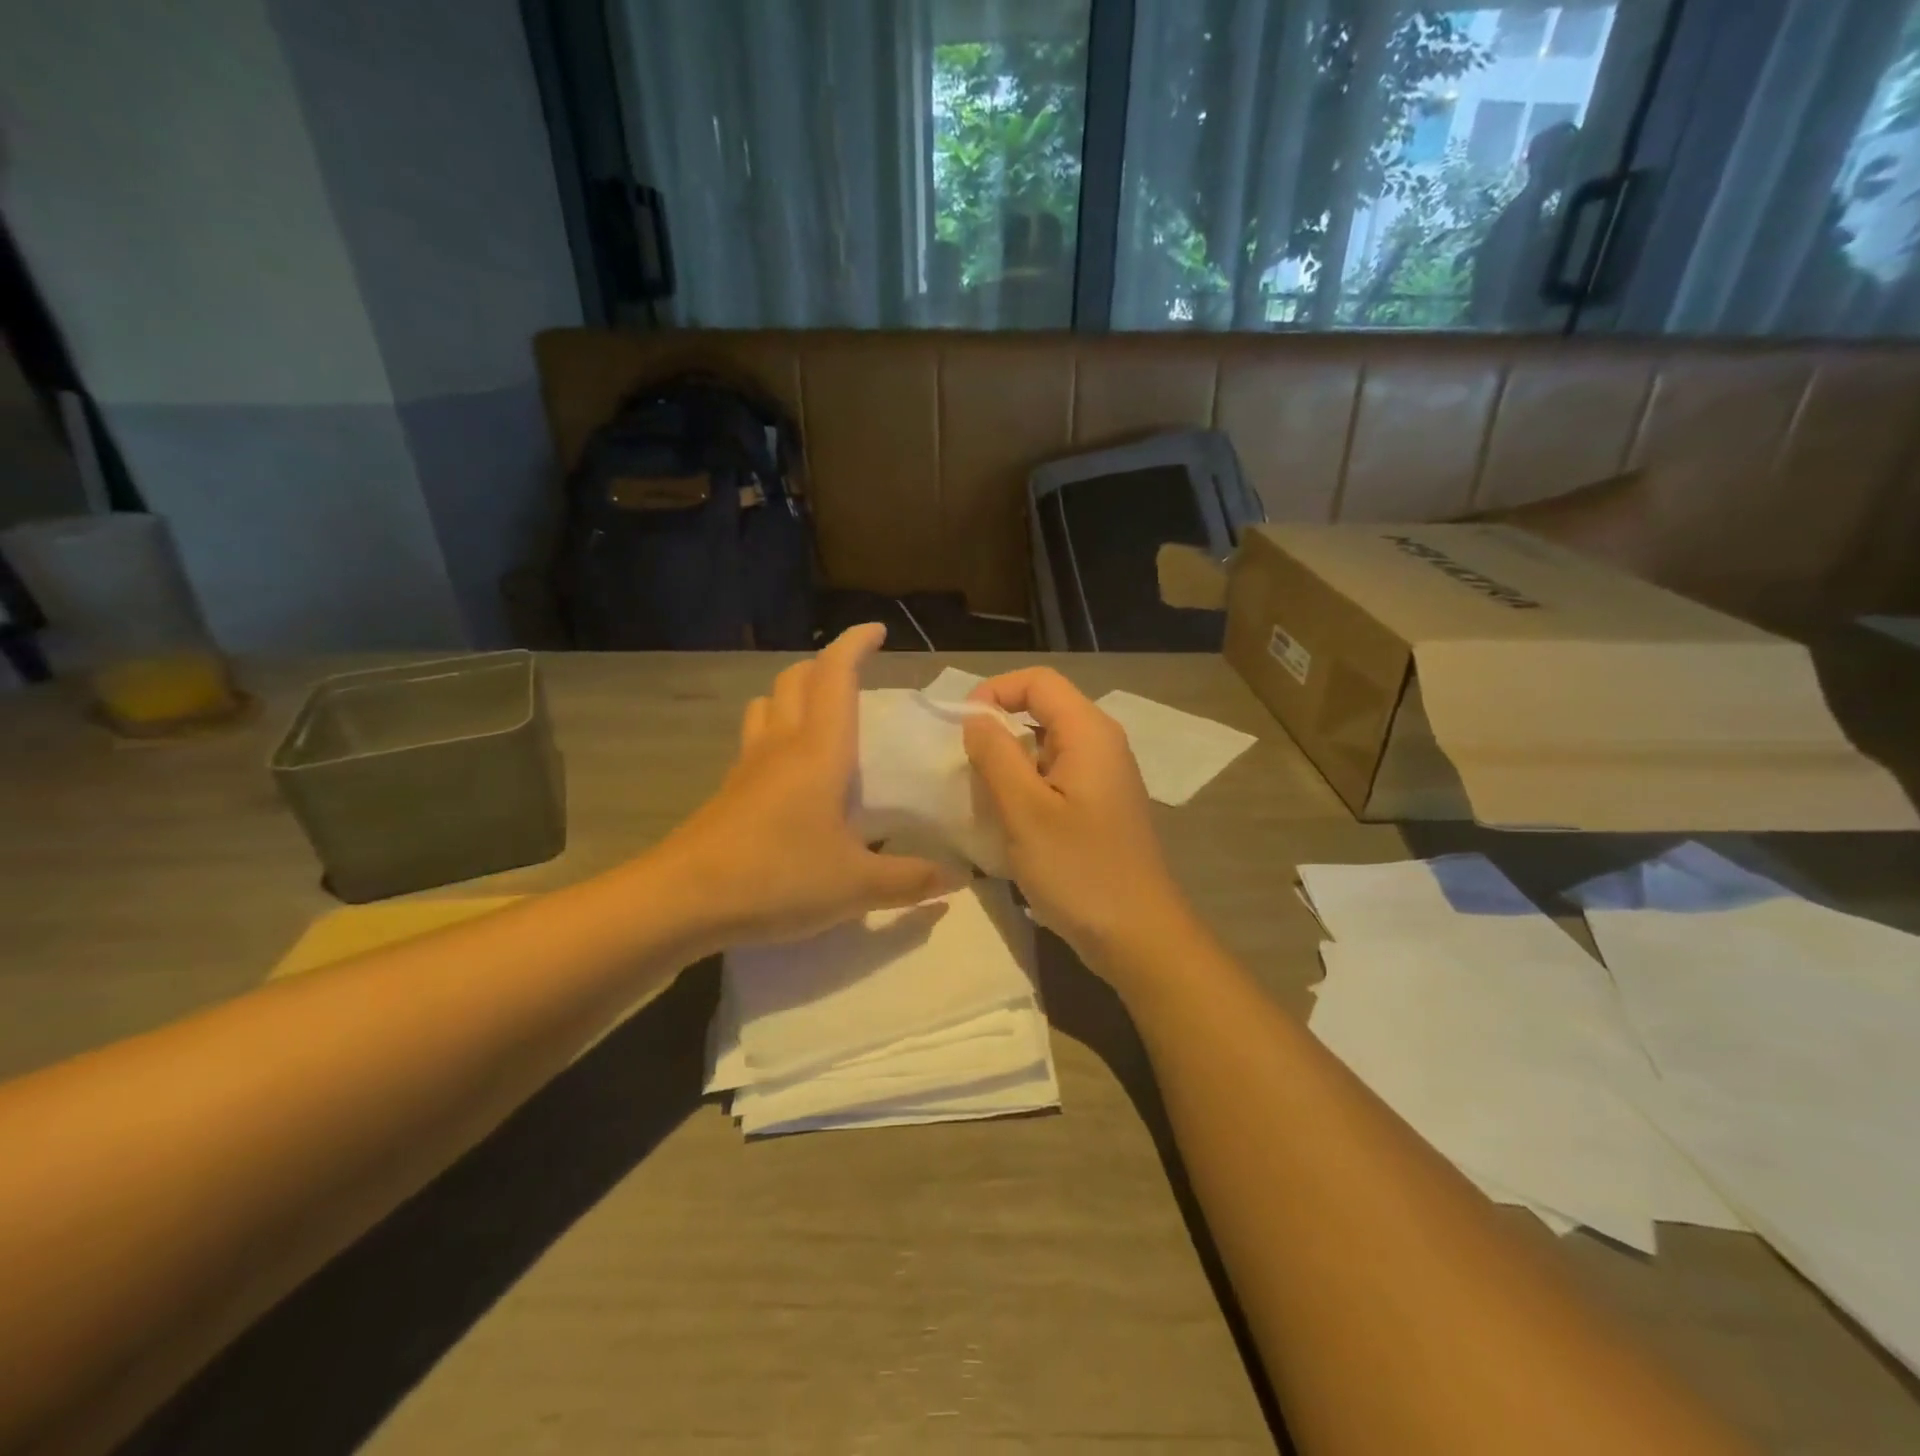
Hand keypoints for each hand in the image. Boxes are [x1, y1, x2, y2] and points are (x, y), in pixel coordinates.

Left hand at [658, 624, 955, 947]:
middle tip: (856, 677)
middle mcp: (781, 745)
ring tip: (821, 715)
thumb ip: (910, 880)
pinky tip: (792, 771)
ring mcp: (748, 766)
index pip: (835, 675)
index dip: (855, 644)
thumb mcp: (856, 886)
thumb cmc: (777, 878)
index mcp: (819, 751)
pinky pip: (755, 740)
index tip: (877, 631)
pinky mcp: (728, 792)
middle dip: (826, 664)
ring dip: (795, 693)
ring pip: (768, 705)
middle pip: (796, 679)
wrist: (682, 901)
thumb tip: (956, 878)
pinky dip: (776, 732)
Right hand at [962, 668, 1195, 978]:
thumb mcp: (1025, 811)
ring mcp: (1104, 776)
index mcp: (1089, 732)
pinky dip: (1027, 788)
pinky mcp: (1100, 805)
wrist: (1138, 935)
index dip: (993, 692)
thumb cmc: (1079, 870)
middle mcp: (1102, 744)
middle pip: (1042, 710)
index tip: (961, 730)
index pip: (1037, 681)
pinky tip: (1010, 824)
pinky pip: (1056, 777)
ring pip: (1046, 746)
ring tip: (983, 800)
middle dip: (998, 731)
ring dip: (1010, 764)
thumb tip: (976, 719)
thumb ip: (996, 755)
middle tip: (966, 770)